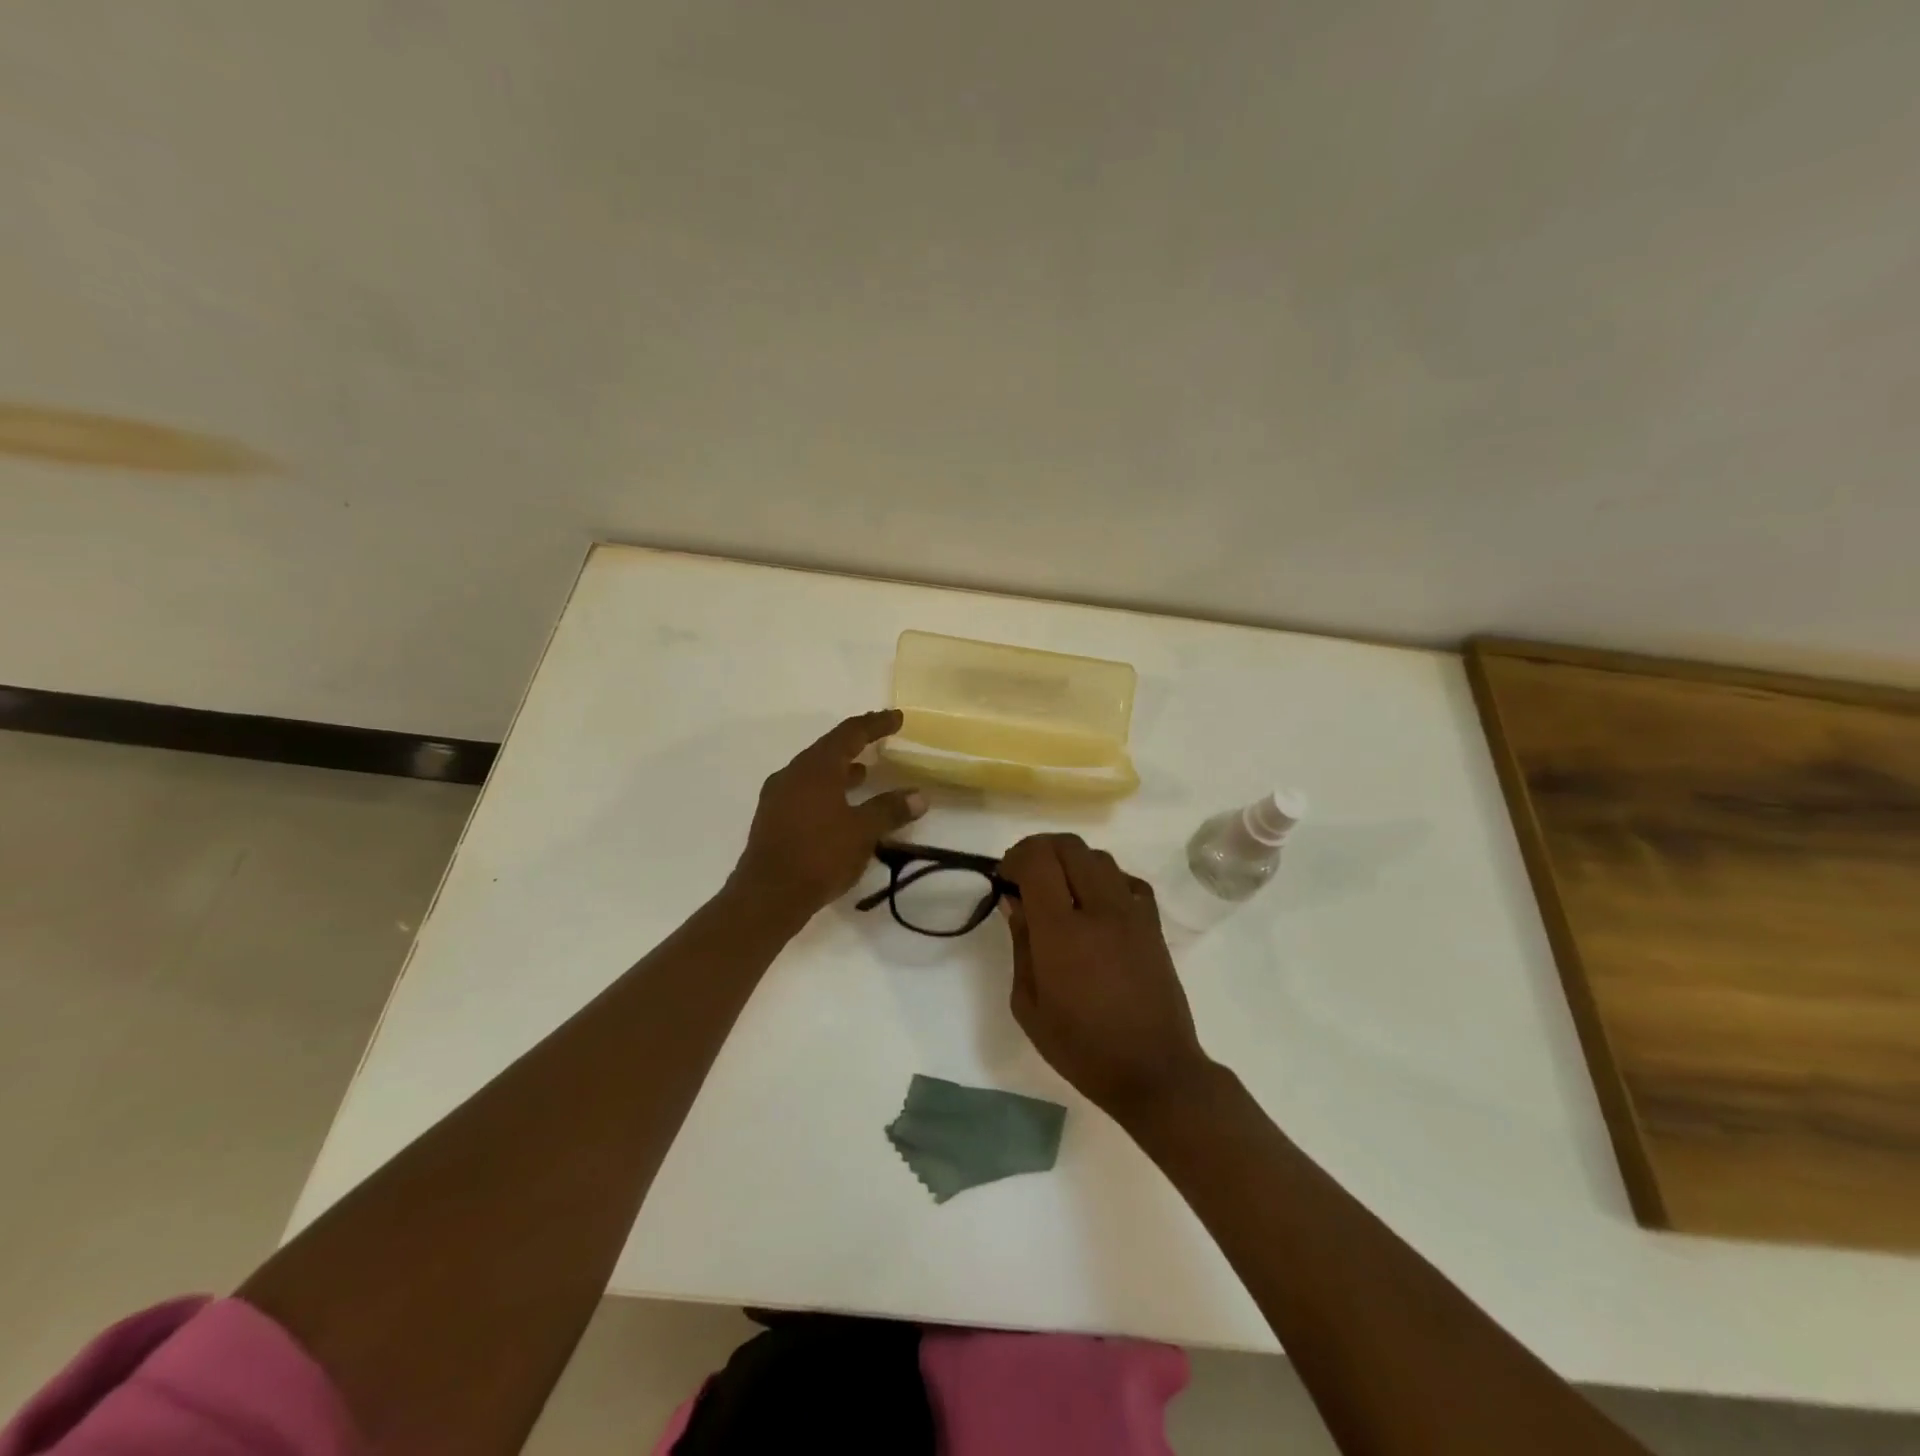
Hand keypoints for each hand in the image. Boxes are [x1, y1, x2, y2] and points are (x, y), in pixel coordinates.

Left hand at [730, 710, 926, 923]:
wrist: (767, 896)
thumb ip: (890, 810)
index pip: (850, 733)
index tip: (896, 718)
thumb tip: (919, 796)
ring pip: (815, 771)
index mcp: (816, 768)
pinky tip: (840, 806)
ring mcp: (779, 796)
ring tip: (864, 773)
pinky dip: (827, 789)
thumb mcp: (863, 832)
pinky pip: (805, 791)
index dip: (875, 724)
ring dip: (840, 769)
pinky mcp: (773, 818)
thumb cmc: (819, 856)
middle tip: (880, 740)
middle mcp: (793, 773)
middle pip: (829, 748)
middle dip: (856, 743)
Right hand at [999, 834, 1213, 1123]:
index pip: (1037, 860)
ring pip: (1098, 856)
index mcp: (1062, 931)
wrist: (1154, 1070)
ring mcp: (1132, 912)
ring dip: (1070, 862)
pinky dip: (1103, 878)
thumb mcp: (1029, 1005)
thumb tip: (1014, 902)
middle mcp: (1099, 909)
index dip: (1015, 858)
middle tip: (1025, 878)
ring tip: (1058, 891)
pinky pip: (1126, 879)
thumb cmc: (1081, 1047)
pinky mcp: (1153, 923)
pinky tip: (1094, 904)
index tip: (1005, 879)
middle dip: (1039, 851)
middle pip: (1068, 845)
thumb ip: (1020, 944)